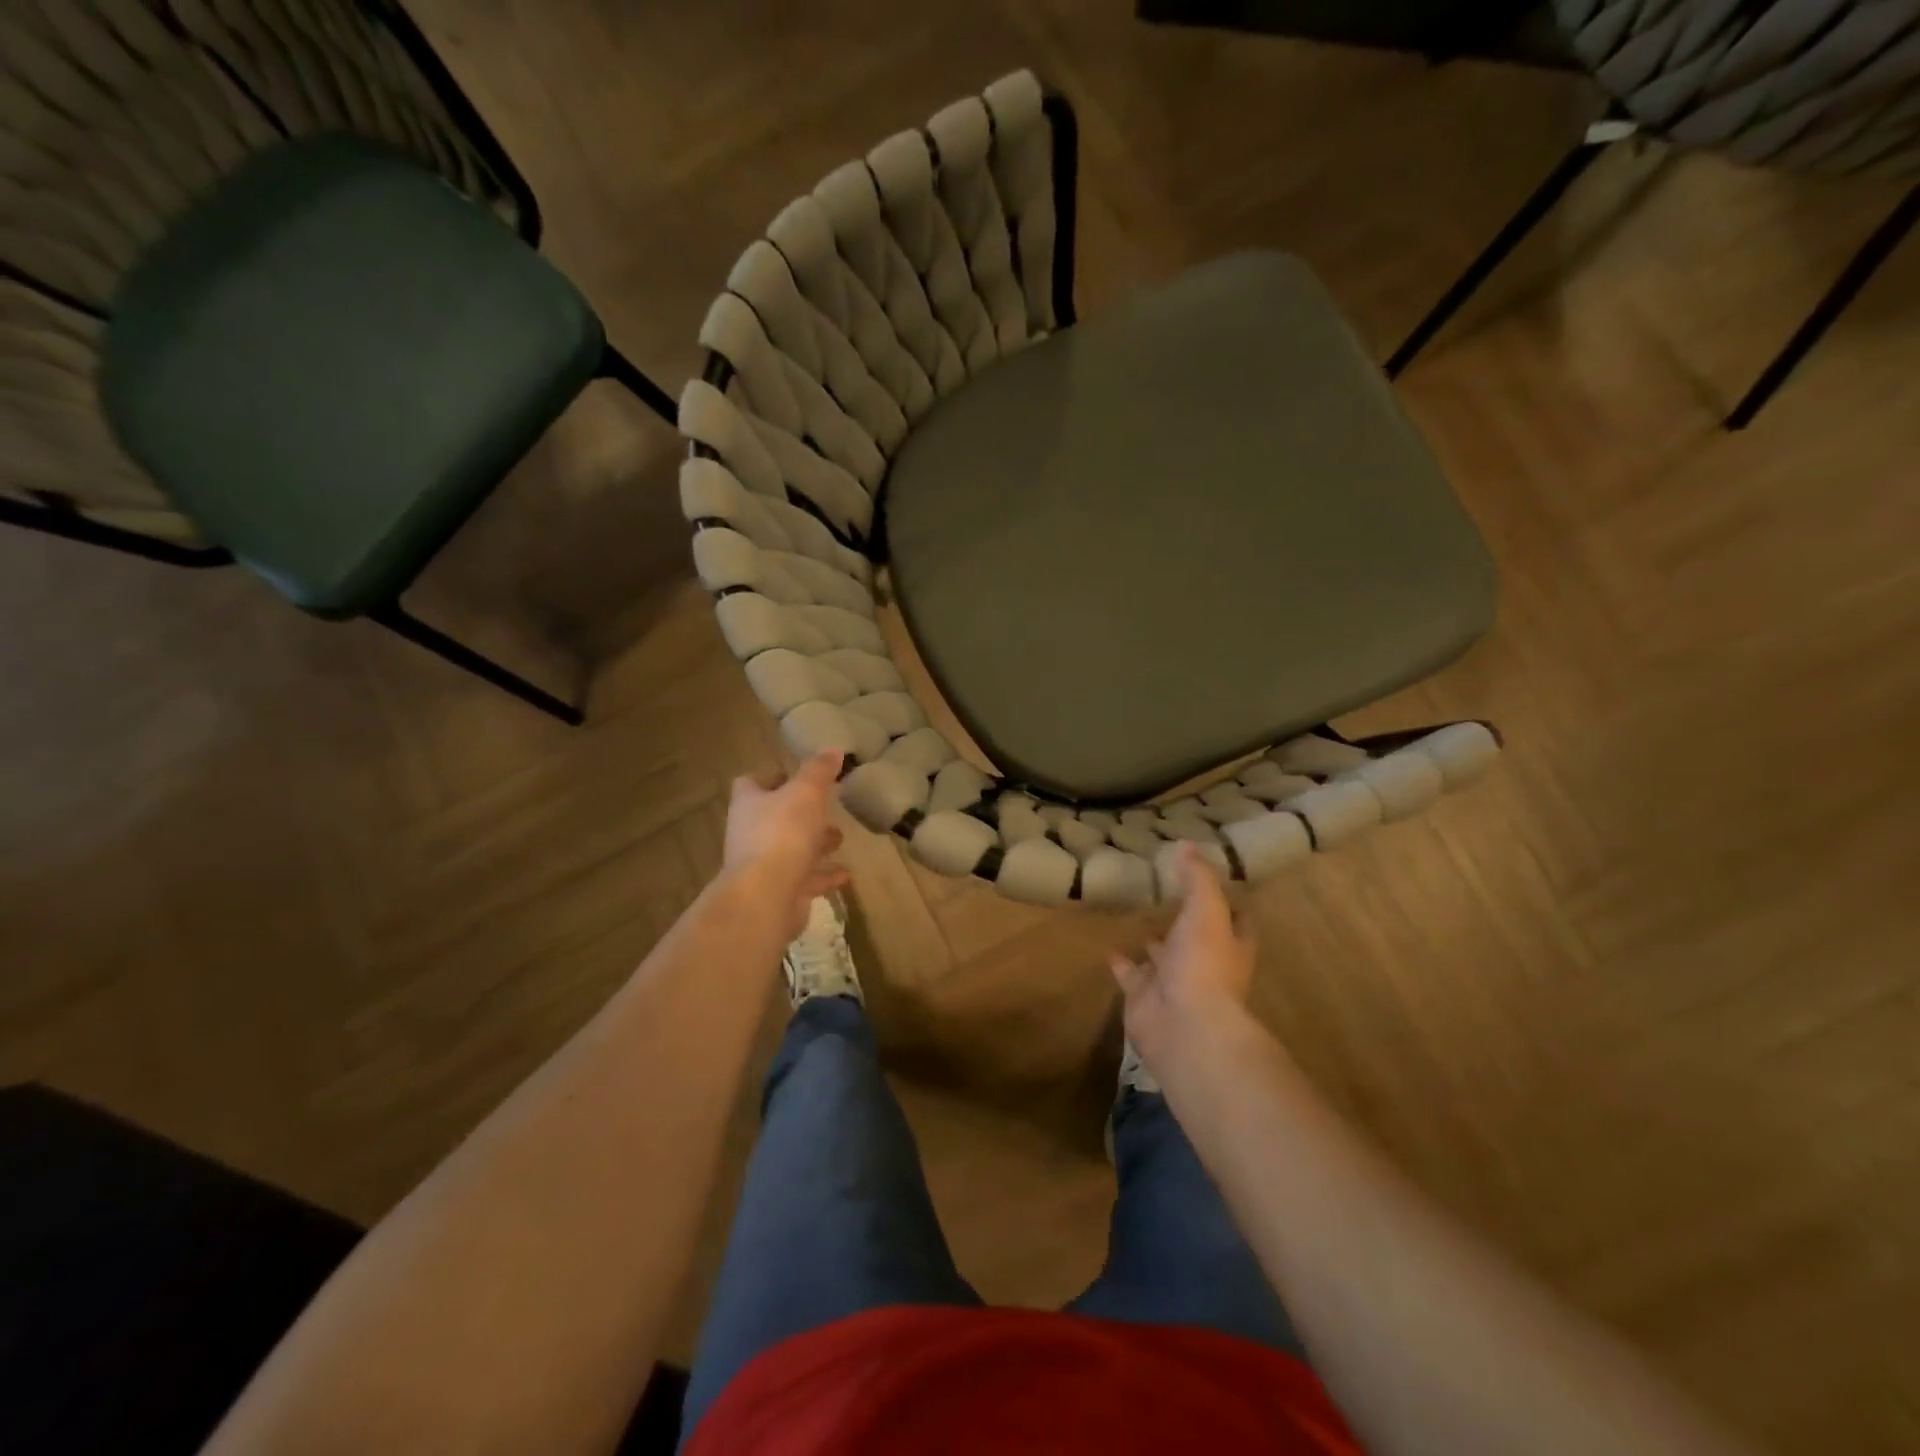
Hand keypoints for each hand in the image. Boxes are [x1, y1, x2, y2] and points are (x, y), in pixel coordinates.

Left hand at [723, 751, 849, 941]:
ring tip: (840, 838)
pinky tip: (845, 874)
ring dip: (814, 844)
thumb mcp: (806, 792)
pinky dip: (824, 876)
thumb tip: (833, 749)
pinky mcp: (779, 892)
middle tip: (827, 807)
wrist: (767, 896)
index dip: (771, 777)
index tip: (796, 775)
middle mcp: (750, 833)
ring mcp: (763, 866)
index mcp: (750, 804)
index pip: (751, 783)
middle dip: (801, 813)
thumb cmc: (783, 833)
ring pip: (790, 850)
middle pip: (773, 817)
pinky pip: (804, 880)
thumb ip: (819, 771)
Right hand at [1111, 844, 1255, 1073]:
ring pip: (1163, 959)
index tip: (1212, 882)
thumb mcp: (1206, 910)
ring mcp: (1174, 984)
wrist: (1183, 1026)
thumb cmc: (1204, 964)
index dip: (1228, 903)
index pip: (1235, 921)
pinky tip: (1109, 947)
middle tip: (1168, 896)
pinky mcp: (1144, 998)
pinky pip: (1131, 976)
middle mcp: (1205, 966)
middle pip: (1197, 941)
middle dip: (1186, 923)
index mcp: (1229, 946)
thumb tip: (1188, 844)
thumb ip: (1198, 878)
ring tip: (1139, 917)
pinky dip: (1121, 963)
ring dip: (1155, 943)